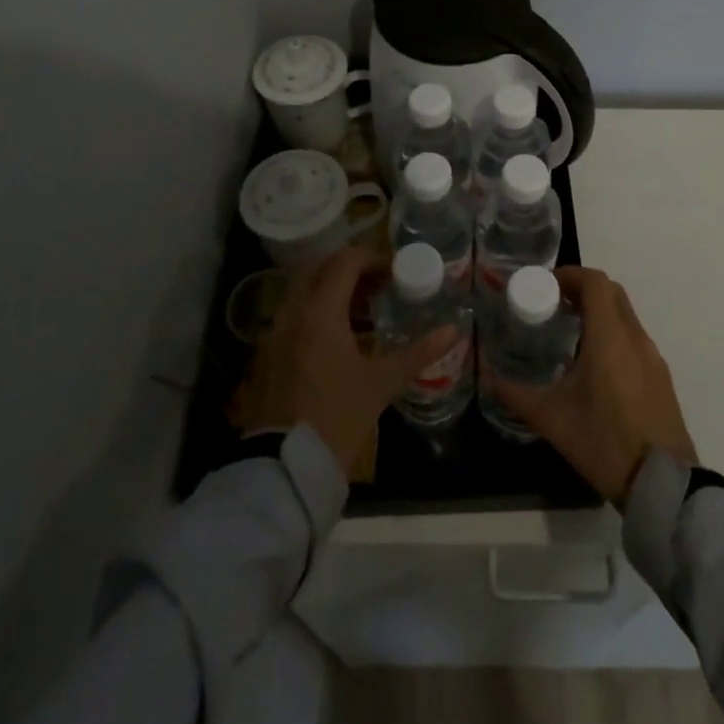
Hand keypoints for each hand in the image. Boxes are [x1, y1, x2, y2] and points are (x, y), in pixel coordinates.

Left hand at [242, 248, 457, 474]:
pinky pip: (294, 313)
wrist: (287, 464)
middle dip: (350, 269)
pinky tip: (340, 337)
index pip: (344, 262)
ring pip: (304, 290)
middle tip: (379, 285)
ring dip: (332, 289)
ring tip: (364, 310)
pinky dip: (317, 309)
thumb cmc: (338, 417)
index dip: (372, 259)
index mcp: (321, 312)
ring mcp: (276, 332)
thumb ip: (419, 352)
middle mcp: (293, 312)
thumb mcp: (383, 383)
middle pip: (320, 268)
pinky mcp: (269, 352)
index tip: (394, 272)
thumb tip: (454, 330)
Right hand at [487, 267, 697, 503]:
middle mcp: (635, 338)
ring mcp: (653, 357)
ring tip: (570, 332)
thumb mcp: (551, 419)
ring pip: (626, 315)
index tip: (546, 285)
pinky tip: (594, 363)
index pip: (595, 282)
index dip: (570, 275)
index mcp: (610, 337)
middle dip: (583, 289)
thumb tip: (487, 377)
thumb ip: (515, 394)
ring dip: (600, 311)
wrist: (662, 484)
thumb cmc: (604, 442)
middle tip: (554, 304)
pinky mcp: (661, 377)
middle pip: (612, 292)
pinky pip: (635, 338)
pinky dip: (613, 333)